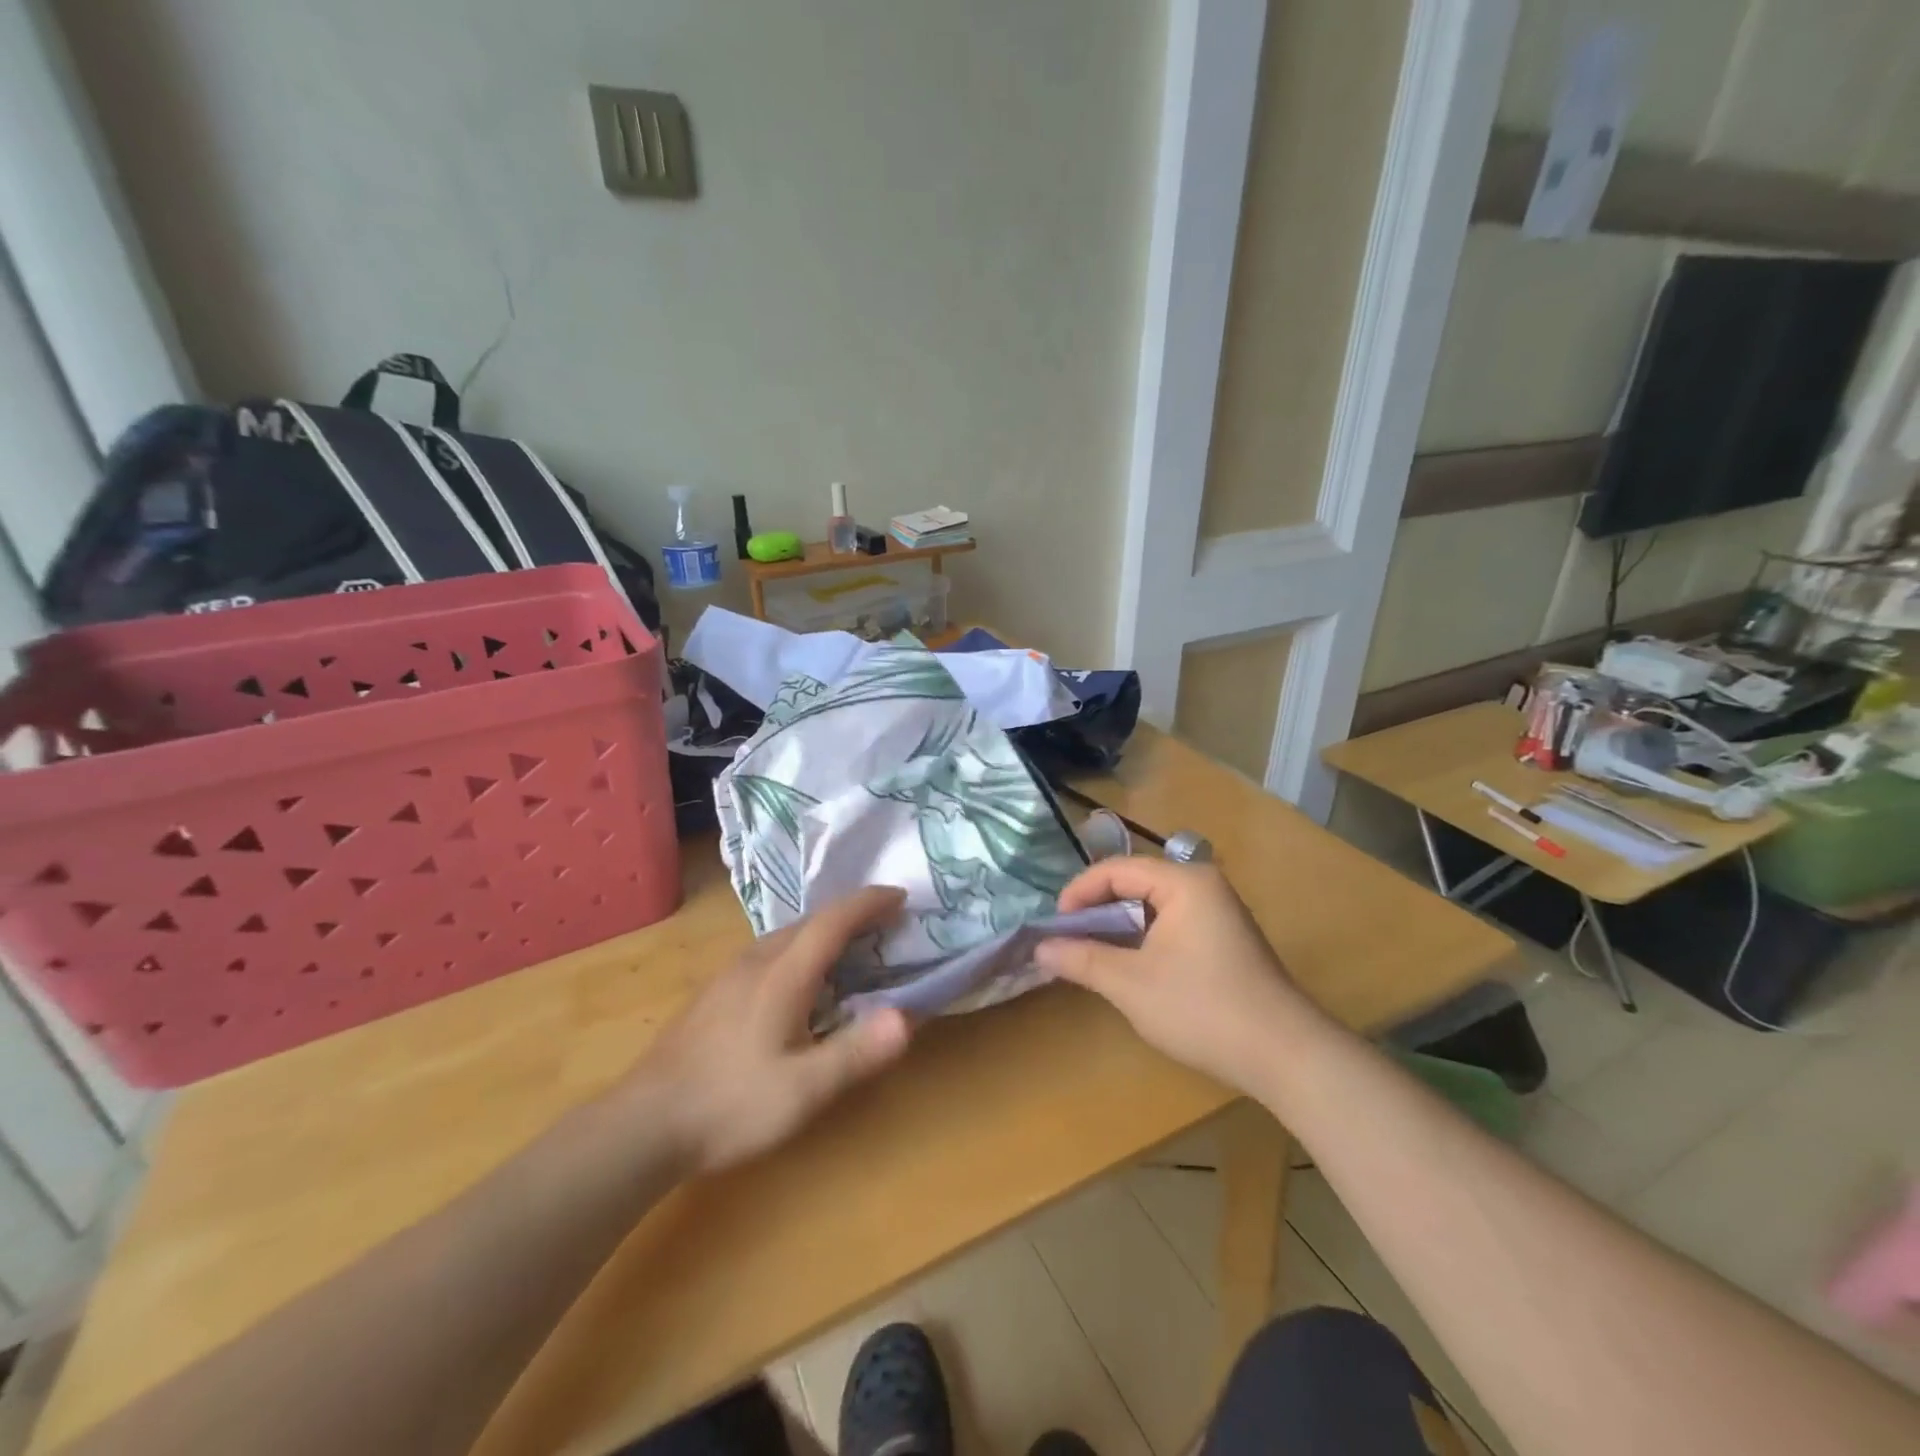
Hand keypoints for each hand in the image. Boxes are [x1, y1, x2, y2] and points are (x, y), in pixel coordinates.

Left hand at [620, 886, 912, 1173]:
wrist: (642, 1125)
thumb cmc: (731, 1105)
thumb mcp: (804, 1090)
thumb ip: (857, 1052)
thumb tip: (906, 1017)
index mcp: (783, 974)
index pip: (833, 920)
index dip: (869, 902)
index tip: (900, 896)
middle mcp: (756, 961)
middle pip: (810, 921)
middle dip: (852, 915)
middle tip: (886, 925)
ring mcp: (729, 975)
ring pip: (787, 937)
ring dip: (825, 932)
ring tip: (851, 950)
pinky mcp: (714, 994)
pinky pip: (770, 953)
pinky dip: (801, 951)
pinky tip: (801, 983)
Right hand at [1035, 857, 1318, 1096]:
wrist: (1284, 1056)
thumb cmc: (1202, 1009)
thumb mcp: (1131, 984)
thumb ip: (1082, 959)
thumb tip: (1039, 947)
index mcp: (1184, 882)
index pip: (1116, 869)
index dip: (1079, 892)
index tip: (1054, 925)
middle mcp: (1204, 886)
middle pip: (1135, 883)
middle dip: (1097, 909)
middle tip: (1068, 939)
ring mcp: (1219, 912)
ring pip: (1153, 906)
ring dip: (1120, 926)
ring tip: (1091, 953)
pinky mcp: (1225, 939)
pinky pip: (1172, 923)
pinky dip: (1144, 939)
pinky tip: (1129, 966)